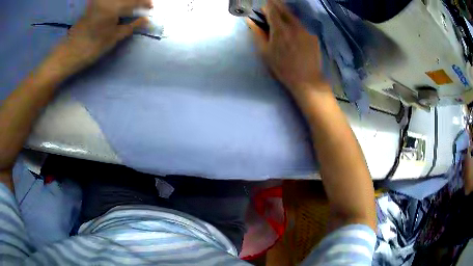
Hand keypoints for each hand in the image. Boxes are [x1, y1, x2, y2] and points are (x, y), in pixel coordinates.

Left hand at [54, 0, 151, 72]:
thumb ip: (131, 26)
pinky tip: (120, 8)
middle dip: (136, 0)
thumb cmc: (92, 47)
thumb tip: (146, 21)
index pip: (135, 1)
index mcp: (113, 6)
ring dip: (126, 2)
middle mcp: (106, 0)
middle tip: (143, 6)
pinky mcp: (93, 4)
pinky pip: (109, 1)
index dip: (145, 3)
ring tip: (132, 8)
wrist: (69, 53)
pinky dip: (117, 3)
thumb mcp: (113, 38)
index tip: (151, 8)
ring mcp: (98, 1)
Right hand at [248, 0, 327, 96]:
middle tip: (270, 7)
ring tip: (280, 21)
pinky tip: (293, 34)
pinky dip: (294, 25)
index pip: (272, 8)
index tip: (262, 6)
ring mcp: (305, 30)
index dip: (266, 5)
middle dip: (276, 6)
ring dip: (285, 15)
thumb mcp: (265, 52)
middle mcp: (294, 25)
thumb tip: (249, 20)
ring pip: (293, 16)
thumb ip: (257, 33)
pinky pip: (301, 26)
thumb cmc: (282, 67)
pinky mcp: (312, 36)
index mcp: (280, 28)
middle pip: (284, 9)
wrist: (307, 80)